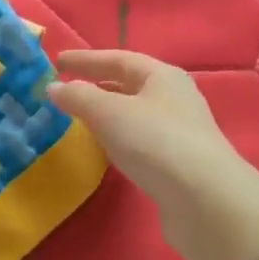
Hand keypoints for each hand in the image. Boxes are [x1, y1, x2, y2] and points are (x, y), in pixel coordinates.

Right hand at [49, 50, 258, 259]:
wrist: (205, 201)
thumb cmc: (155, 142)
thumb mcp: (109, 113)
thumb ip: (78, 97)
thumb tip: (54, 88)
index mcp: (162, 76)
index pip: (118, 58)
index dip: (85, 59)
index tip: (56, 62)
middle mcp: (174, 98)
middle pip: (129, 84)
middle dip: (96, 84)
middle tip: (64, 89)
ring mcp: (179, 131)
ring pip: (134, 113)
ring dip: (106, 112)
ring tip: (78, 118)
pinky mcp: (177, 163)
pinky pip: (139, 140)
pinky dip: (117, 137)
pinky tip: (104, 148)